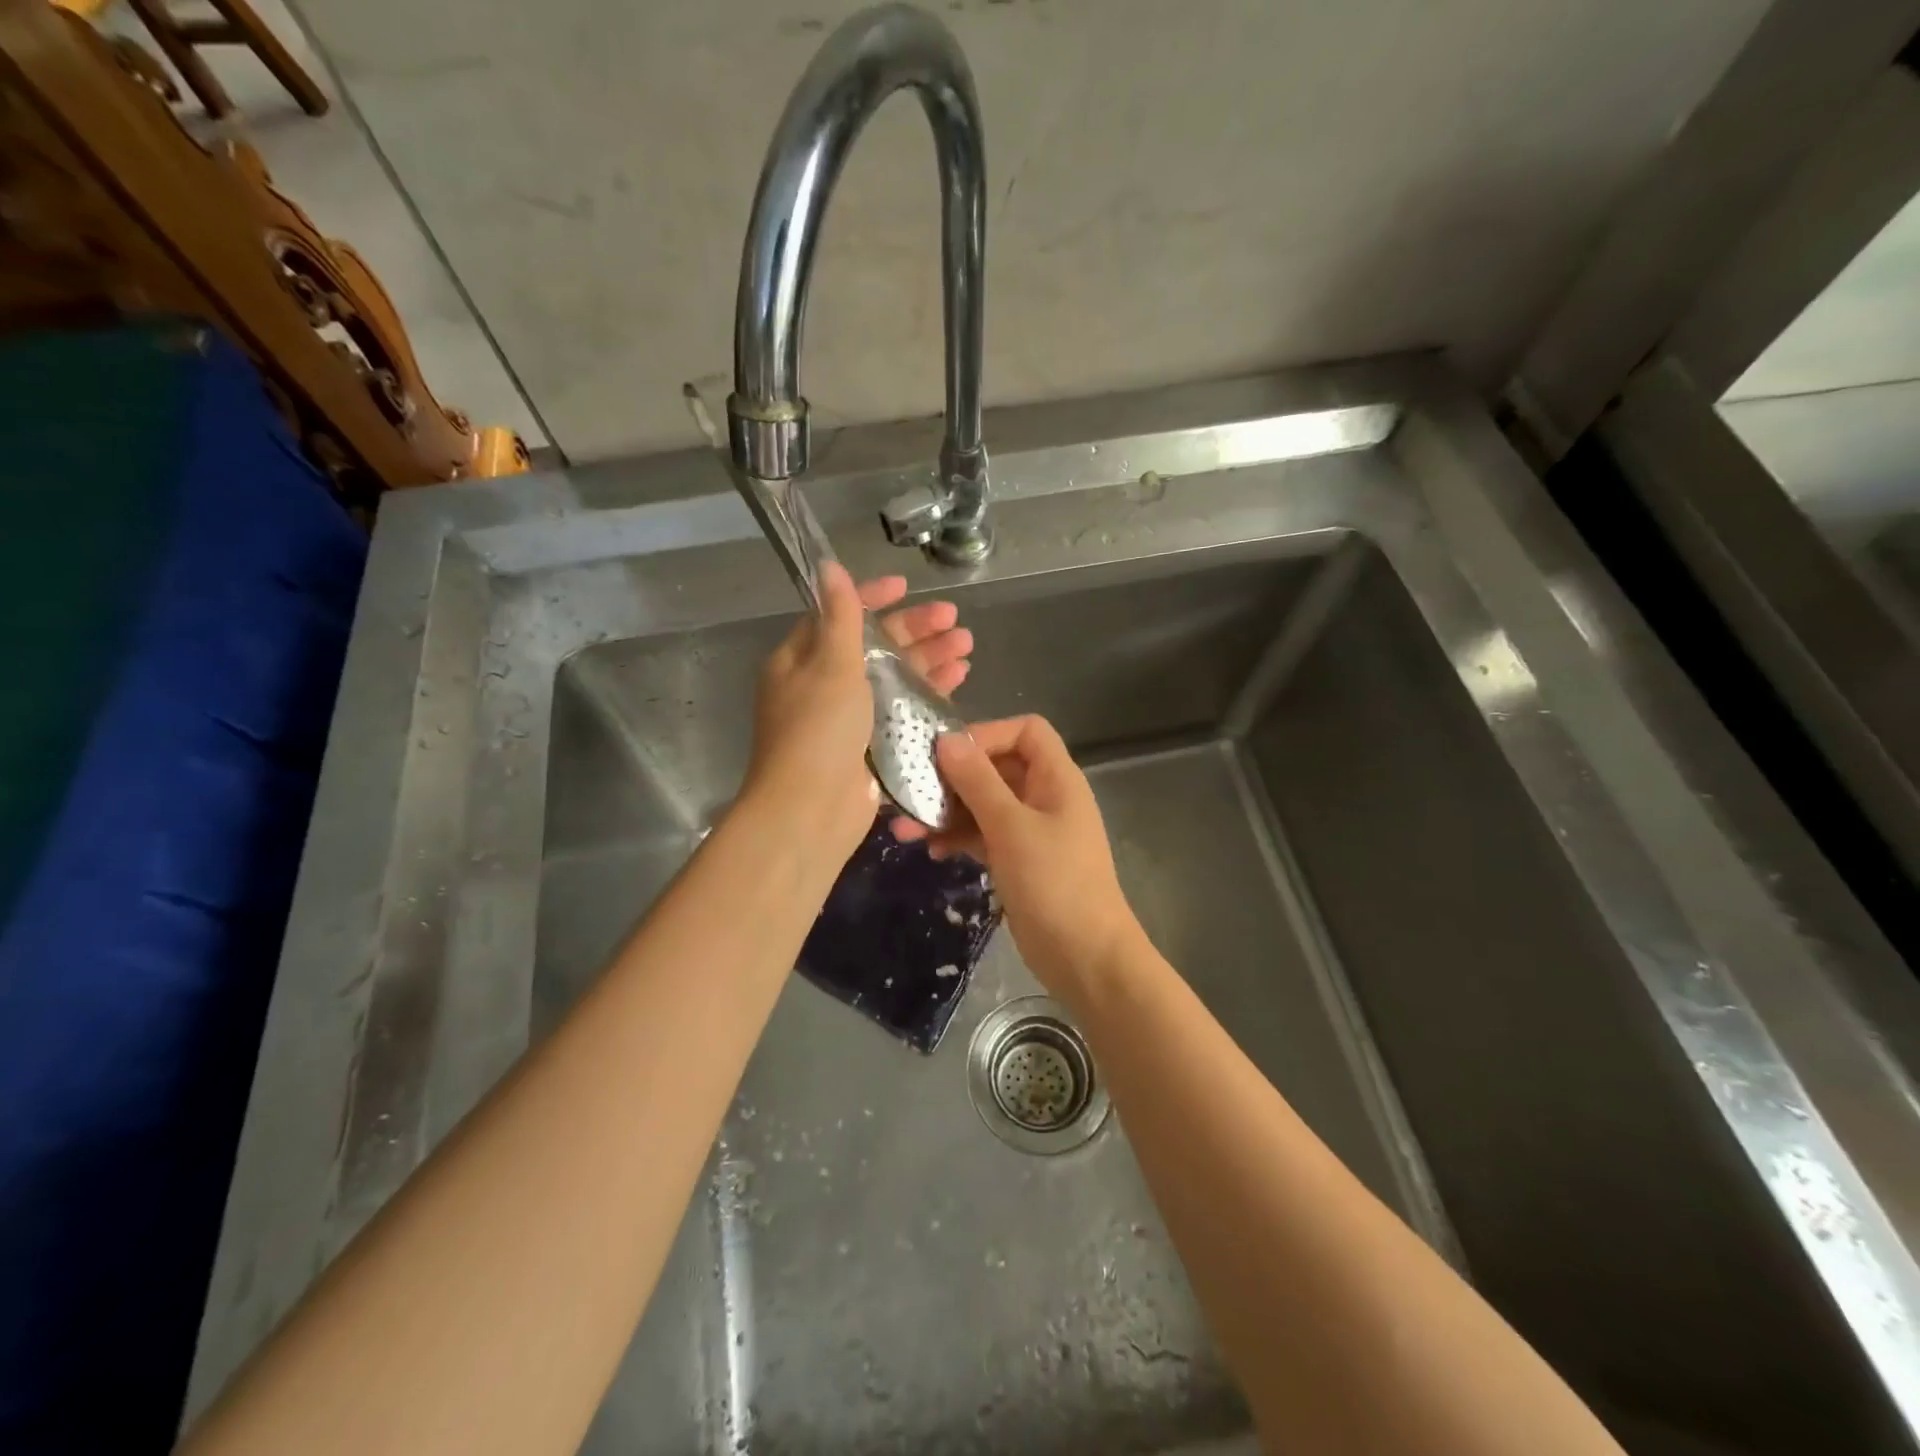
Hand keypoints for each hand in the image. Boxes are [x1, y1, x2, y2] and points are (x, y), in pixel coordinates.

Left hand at [744, 563, 972, 860]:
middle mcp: (823, 686)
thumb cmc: (817, 730)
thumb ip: (840, 616)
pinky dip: (929, 694)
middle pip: (875, 647)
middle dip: (915, 630)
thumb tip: (828, 566)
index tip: (907, 586)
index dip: (872, 598)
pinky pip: (903, 710)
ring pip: (894, 679)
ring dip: (929, 660)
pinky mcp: (871, 747)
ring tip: (967, 646)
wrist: (810, 810)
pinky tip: (958, 681)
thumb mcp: (830, 664)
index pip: (839, 616)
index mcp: (801, 660)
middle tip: (955, 619)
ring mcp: (848, 719)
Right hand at [892, 715, 1143, 996]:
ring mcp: (1030, 830)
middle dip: (953, 777)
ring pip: (983, 804)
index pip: (1025, 731)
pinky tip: (931, 851)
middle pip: (996, 767)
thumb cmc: (1054, 883)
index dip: (987, 734)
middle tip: (910, 791)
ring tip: (906, 828)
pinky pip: (983, 835)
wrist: (1085, 958)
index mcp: (1056, 778)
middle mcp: (1044, 796)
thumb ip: (977, 781)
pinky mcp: (1017, 859)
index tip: (946, 754)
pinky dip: (958, 837)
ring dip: (947, 811)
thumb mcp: (1011, 827)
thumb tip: (947, 739)